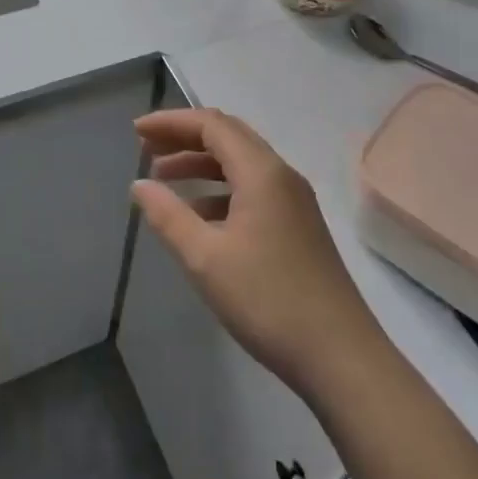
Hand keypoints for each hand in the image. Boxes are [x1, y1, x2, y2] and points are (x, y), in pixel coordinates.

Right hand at [131, 109, 384, 402]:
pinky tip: (198, 214)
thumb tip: (139, 185)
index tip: (136, 131)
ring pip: (241, 163)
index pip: (212, 125)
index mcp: (261, 172)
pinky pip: (253, 188)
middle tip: (146, 147)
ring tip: (163, 178)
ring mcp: (294, 200)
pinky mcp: (299, 225)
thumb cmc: (267, 300)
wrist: (340, 356)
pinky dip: (220, 189)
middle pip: (228, 136)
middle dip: (185, 137)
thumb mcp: (205, 259)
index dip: (171, 122)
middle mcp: (281, 175)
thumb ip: (168, 216)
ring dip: (201, 163)